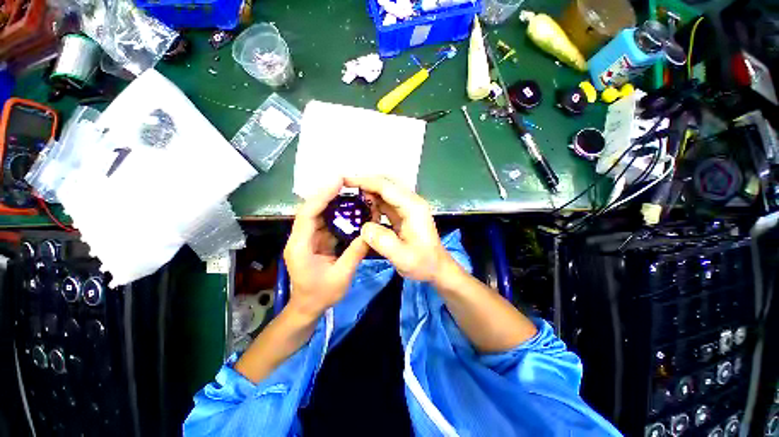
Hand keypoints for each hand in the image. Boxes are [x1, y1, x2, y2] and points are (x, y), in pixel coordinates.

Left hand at [283, 179, 369, 320]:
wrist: (308, 307)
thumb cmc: (321, 294)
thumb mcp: (341, 276)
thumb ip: (355, 253)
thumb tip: (370, 233)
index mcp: (301, 246)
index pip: (308, 214)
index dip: (322, 196)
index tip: (338, 182)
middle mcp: (300, 238)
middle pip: (311, 209)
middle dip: (327, 194)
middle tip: (346, 182)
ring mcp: (307, 239)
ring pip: (318, 214)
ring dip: (332, 202)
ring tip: (349, 191)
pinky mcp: (315, 241)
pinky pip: (325, 223)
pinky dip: (335, 214)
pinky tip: (348, 209)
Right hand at [344, 176, 457, 284]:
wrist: (437, 268)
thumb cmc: (423, 263)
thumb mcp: (402, 258)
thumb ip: (382, 241)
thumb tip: (364, 227)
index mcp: (413, 207)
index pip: (386, 187)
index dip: (365, 181)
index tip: (344, 181)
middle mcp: (411, 202)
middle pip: (387, 183)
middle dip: (366, 183)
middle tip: (345, 188)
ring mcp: (408, 207)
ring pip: (386, 191)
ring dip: (369, 192)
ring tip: (351, 199)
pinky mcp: (404, 214)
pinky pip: (386, 202)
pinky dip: (374, 203)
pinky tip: (364, 210)